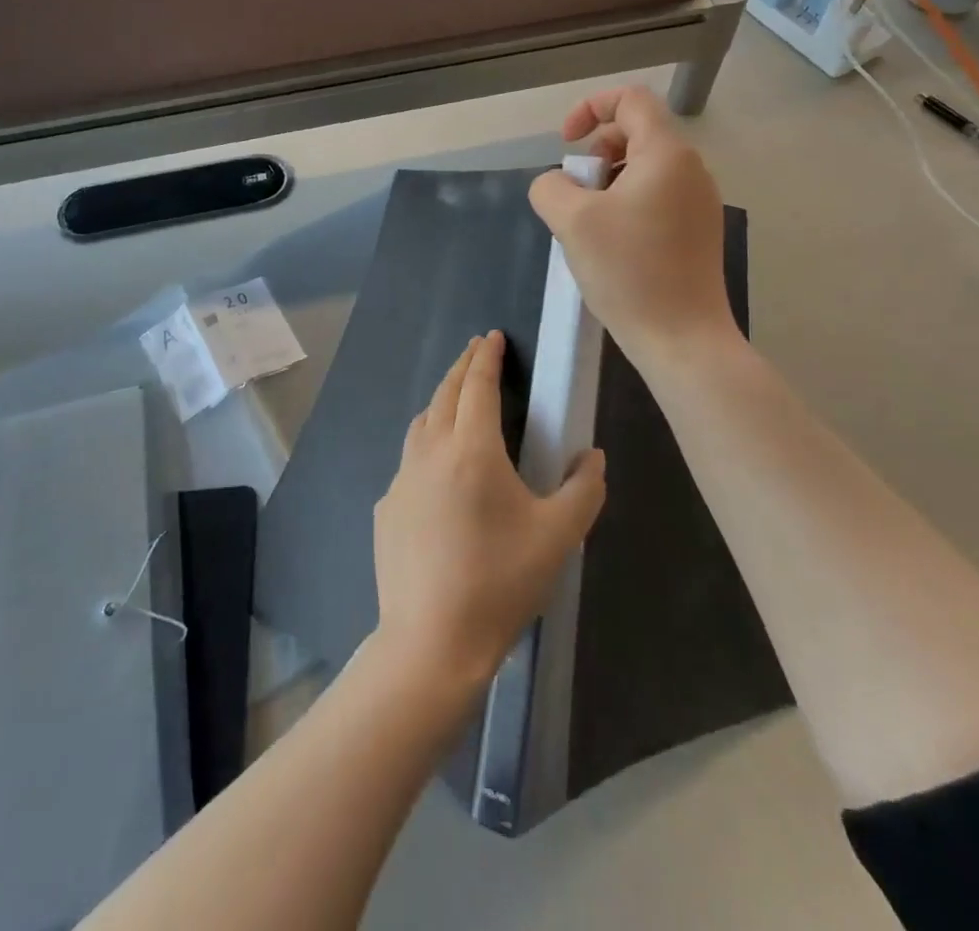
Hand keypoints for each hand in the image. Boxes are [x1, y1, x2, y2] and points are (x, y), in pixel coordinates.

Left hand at [373, 332, 605, 689]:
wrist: (431, 641)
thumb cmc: (500, 581)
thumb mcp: (558, 536)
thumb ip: (584, 489)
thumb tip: (592, 456)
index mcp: (471, 450)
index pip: (477, 386)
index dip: (487, 357)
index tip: (493, 337)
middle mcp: (430, 453)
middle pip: (445, 394)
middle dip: (463, 366)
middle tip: (477, 350)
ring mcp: (402, 480)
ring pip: (421, 423)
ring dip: (441, 400)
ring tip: (456, 398)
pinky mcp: (386, 508)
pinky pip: (410, 462)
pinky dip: (426, 444)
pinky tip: (438, 470)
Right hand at [527, 86, 739, 367]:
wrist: (682, 338)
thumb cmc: (628, 271)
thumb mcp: (572, 221)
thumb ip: (551, 187)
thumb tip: (557, 184)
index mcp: (667, 154)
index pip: (631, 99)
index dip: (590, 108)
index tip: (566, 146)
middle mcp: (691, 170)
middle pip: (637, 133)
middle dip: (596, 154)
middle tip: (576, 194)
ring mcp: (700, 202)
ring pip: (645, 169)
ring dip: (608, 183)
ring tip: (589, 224)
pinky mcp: (699, 232)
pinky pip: (657, 198)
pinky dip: (627, 206)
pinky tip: (612, 246)